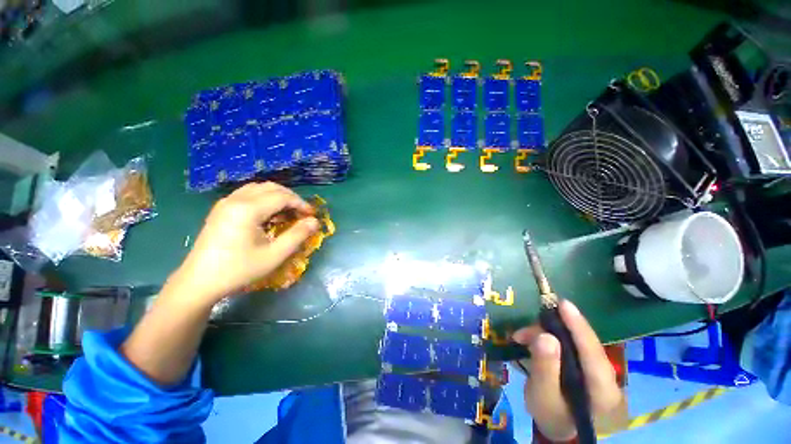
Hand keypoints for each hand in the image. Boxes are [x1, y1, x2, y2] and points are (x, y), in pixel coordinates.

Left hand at [172, 182, 318, 306]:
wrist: (199, 282)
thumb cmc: (239, 269)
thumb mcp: (274, 255)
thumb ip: (297, 235)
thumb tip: (315, 222)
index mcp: (248, 209)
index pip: (282, 197)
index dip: (301, 204)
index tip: (312, 215)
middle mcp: (236, 200)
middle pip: (271, 187)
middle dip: (291, 198)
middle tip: (302, 213)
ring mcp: (226, 203)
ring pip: (258, 188)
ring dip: (277, 196)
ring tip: (287, 212)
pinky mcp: (221, 209)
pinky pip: (247, 194)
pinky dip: (263, 198)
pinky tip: (268, 214)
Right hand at [513, 300, 621, 441]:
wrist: (560, 428)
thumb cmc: (552, 416)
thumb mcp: (542, 397)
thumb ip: (545, 368)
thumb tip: (545, 336)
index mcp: (603, 391)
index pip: (593, 353)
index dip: (579, 327)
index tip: (563, 304)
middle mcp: (607, 377)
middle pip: (581, 343)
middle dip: (550, 330)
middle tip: (522, 333)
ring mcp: (598, 370)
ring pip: (573, 341)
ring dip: (545, 333)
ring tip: (520, 338)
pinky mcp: (587, 364)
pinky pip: (569, 344)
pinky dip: (548, 338)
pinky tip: (530, 341)